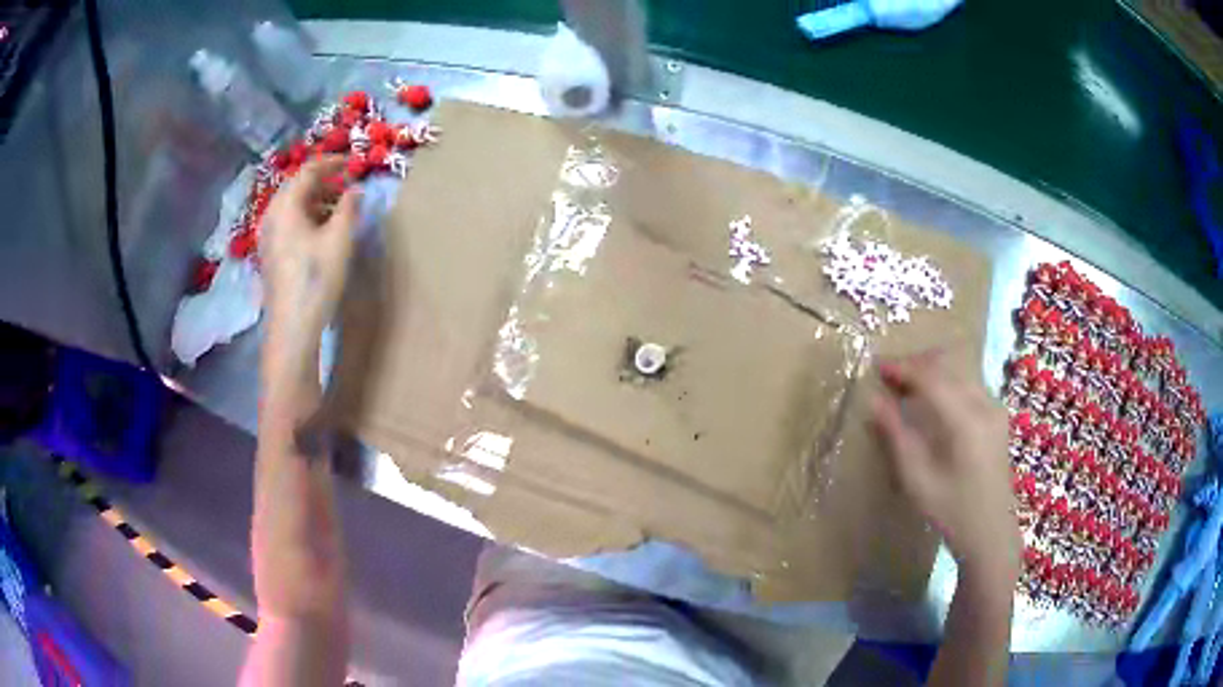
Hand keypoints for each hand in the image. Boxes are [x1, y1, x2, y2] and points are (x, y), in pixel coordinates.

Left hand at [260, 157, 358, 388]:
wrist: (292, 327)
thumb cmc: (316, 279)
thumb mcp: (339, 239)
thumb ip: (349, 208)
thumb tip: (356, 190)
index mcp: (285, 206)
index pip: (308, 171)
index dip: (332, 163)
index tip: (353, 162)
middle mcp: (271, 215)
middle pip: (296, 186)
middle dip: (323, 181)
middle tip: (347, 184)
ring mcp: (268, 236)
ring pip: (292, 206)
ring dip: (316, 200)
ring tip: (340, 208)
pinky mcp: (270, 254)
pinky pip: (288, 222)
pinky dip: (307, 217)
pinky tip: (322, 231)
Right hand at [870, 350, 1020, 586]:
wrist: (990, 533)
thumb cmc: (951, 512)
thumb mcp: (917, 480)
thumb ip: (896, 436)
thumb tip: (874, 401)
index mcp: (967, 422)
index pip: (932, 378)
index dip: (903, 368)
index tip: (877, 366)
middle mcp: (985, 405)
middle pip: (949, 366)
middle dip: (917, 364)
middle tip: (889, 374)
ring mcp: (995, 408)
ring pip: (960, 370)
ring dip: (932, 370)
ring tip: (906, 384)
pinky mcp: (997, 415)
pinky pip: (969, 382)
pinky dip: (947, 380)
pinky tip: (932, 397)